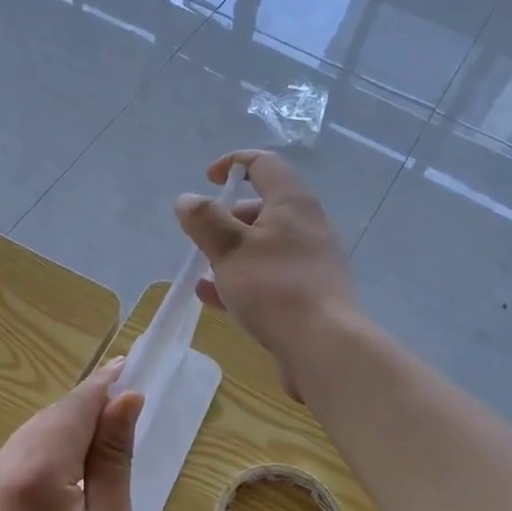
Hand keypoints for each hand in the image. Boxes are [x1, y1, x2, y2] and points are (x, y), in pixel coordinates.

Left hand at [0, 361, 142, 510]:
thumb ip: (113, 457)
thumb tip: (126, 400)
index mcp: (33, 474)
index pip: (72, 411)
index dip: (103, 387)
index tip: (129, 366)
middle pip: (48, 420)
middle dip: (85, 407)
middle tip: (125, 400)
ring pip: (29, 437)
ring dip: (65, 429)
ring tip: (104, 432)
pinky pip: (14, 461)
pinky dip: (44, 453)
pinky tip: (69, 465)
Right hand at [176, 150, 356, 398]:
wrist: (324, 347)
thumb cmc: (274, 288)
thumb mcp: (230, 249)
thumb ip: (205, 221)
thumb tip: (187, 199)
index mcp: (292, 203)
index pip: (264, 164)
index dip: (233, 163)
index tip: (207, 180)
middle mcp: (307, 226)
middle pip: (262, 208)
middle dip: (226, 219)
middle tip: (201, 239)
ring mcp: (311, 262)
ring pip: (263, 246)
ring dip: (230, 254)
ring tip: (202, 271)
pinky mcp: (309, 294)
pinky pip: (268, 277)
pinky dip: (241, 280)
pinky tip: (213, 299)